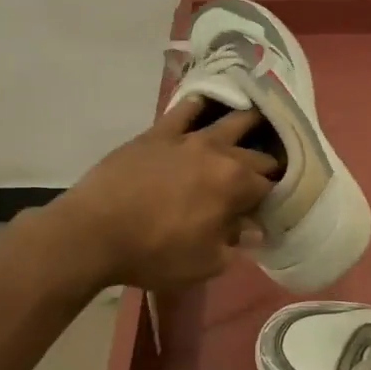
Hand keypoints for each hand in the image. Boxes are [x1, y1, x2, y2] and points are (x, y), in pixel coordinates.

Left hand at [52, 97, 277, 289]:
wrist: (93, 232)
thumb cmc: (154, 254)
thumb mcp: (205, 263)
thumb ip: (235, 244)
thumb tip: (254, 230)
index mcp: (236, 186)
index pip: (271, 187)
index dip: (277, 197)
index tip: (273, 206)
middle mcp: (220, 154)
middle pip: (258, 154)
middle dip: (268, 164)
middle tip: (268, 175)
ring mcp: (188, 138)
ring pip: (231, 121)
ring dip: (249, 124)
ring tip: (258, 125)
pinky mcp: (159, 132)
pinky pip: (186, 109)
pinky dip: (201, 106)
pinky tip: (208, 106)